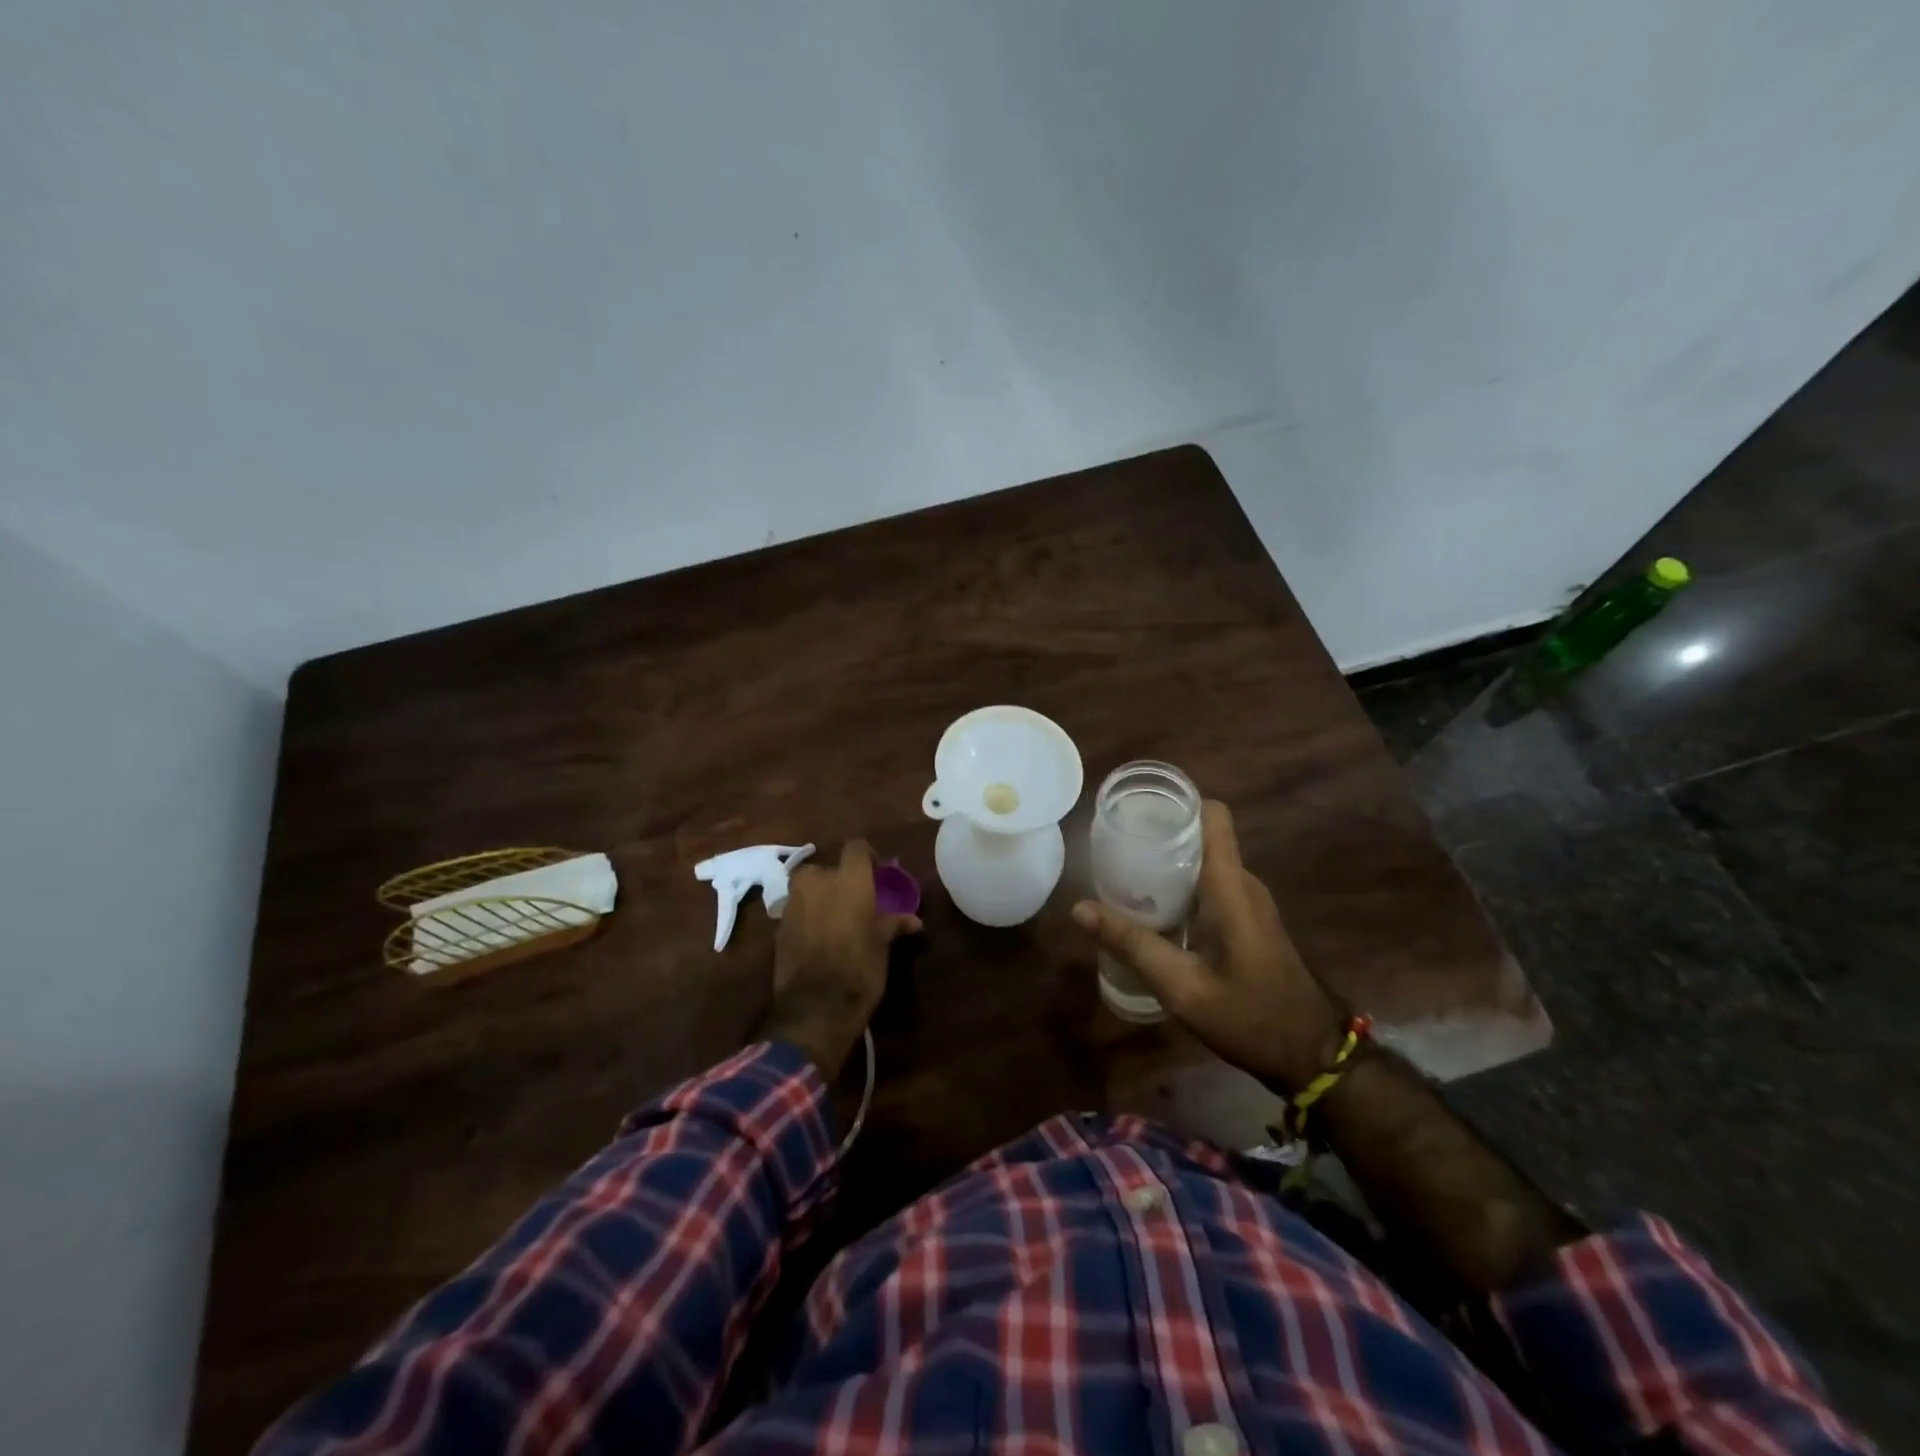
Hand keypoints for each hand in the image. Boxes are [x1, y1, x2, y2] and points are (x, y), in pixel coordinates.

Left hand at [764, 840, 921, 1078]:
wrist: (816, 1009)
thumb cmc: (860, 969)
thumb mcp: (882, 945)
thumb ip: (893, 924)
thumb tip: (914, 921)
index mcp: (848, 880)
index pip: (856, 848)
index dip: (867, 857)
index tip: (877, 873)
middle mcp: (817, 882)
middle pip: (826, 868)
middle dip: (837, 880)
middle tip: (853, 900)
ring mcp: (793, 904)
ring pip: (807, 888)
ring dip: (819, 897)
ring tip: (835, 918)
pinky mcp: (778, 927)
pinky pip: (795, 910)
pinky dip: (806, 917)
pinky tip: (818, 937)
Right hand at [1072, 800, 1345, 1094]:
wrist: (1310, 1056)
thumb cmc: (1250, 1016)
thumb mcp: (1182, 987)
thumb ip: (1132, 945)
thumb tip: (1079, 908)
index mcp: (1230, 887)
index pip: (1213, 816)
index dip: (1177, 803)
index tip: (1136, 811)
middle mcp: (1243, 884)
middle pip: (1201, 836)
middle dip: (1159, 835)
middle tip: (1113, 849)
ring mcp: (1249, 903)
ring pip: (1205, 863)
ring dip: (1167, 864)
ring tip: (1123, 876)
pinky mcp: (1249, 921)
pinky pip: (1211, 886)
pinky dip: (1180, 887)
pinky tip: (1152, 911)